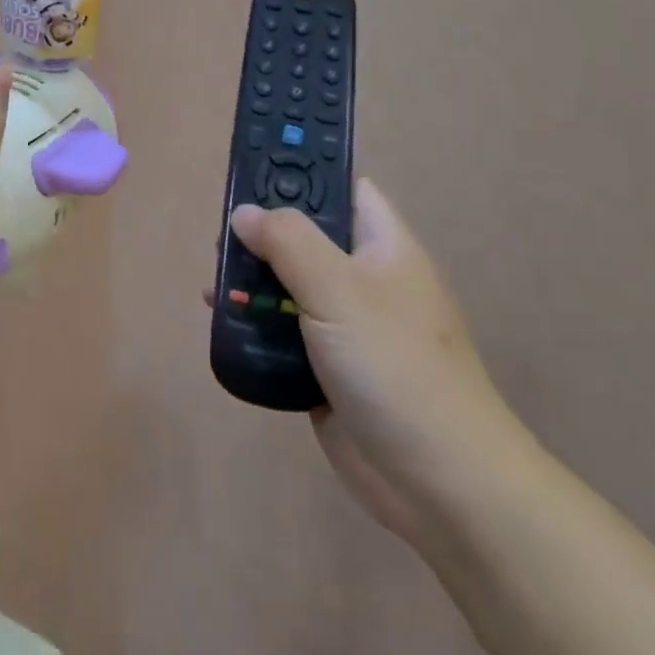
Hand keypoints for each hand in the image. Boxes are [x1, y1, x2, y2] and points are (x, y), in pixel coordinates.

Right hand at [225, 181, 531, 540]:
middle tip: (221, 237)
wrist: (442, 483)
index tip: (252, 170)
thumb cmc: (396, 365)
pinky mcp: (329, 369)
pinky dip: (255, 325)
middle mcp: (365, 279)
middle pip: (306, 237)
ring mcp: (347, 326)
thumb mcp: (339, 289)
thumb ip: (288, 241)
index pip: (343, 188)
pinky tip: (223, 322)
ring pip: (290, 286)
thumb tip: (244, 212)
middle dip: (263, 234)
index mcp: (383, 246)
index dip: (303, 172)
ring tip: (212, 284)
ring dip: (252, 282)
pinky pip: (284, 333)